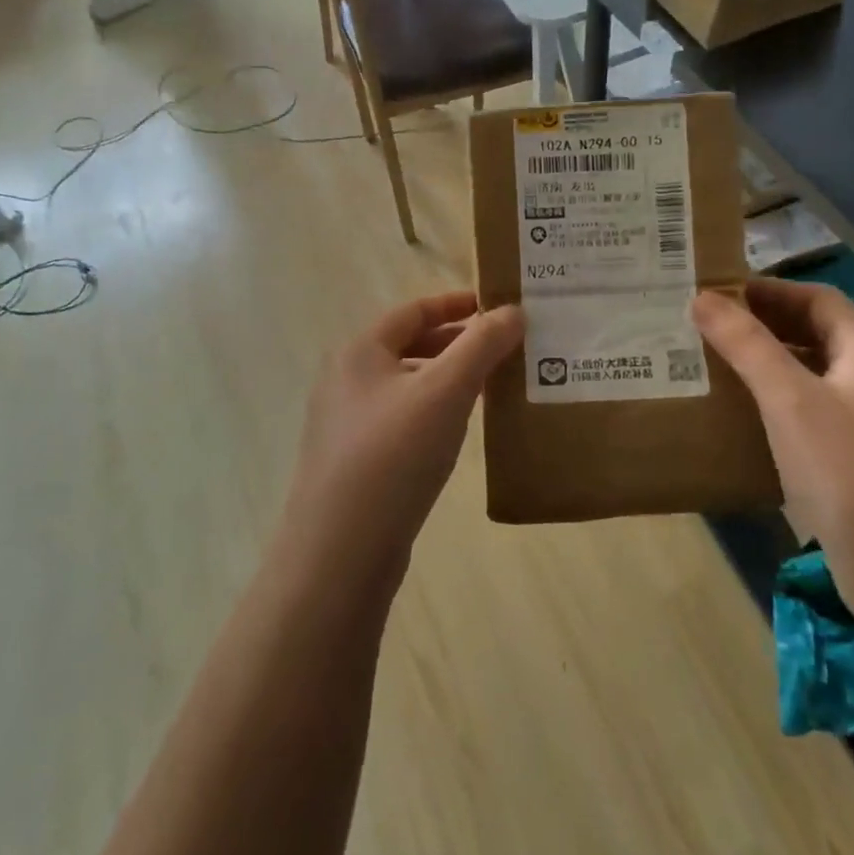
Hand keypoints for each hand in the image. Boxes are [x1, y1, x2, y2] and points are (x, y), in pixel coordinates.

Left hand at [276, 292, 522, 589]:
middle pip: (408, 347)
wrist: (341, 551)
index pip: (413, 311)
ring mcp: (346, 423)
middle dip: (456, 343)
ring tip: (491, 387)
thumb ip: (481, 346)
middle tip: (503, 347)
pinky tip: (459, 431)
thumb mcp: (445, 392)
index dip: (455, 303)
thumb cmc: (394, 455)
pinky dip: (433, 412)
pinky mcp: (355, 461)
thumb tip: (513, 310)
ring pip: (406, 385)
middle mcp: (346, 380)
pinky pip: (402, 420)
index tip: (495, 306)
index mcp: (359, 351)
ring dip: (447, 379)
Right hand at [692, 280, 853, 625]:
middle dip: (764, 325)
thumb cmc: (849, 473)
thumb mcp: (789, 400)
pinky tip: (741, 421)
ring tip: (713, 367)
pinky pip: (809, 418)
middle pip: (817, 336)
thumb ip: (747, 345)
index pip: (820, 300)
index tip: (720, 292)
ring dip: (766, 366)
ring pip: (811, 378)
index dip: (772, 289)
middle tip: (707, 327)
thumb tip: (702, 298)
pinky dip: (774, 407)